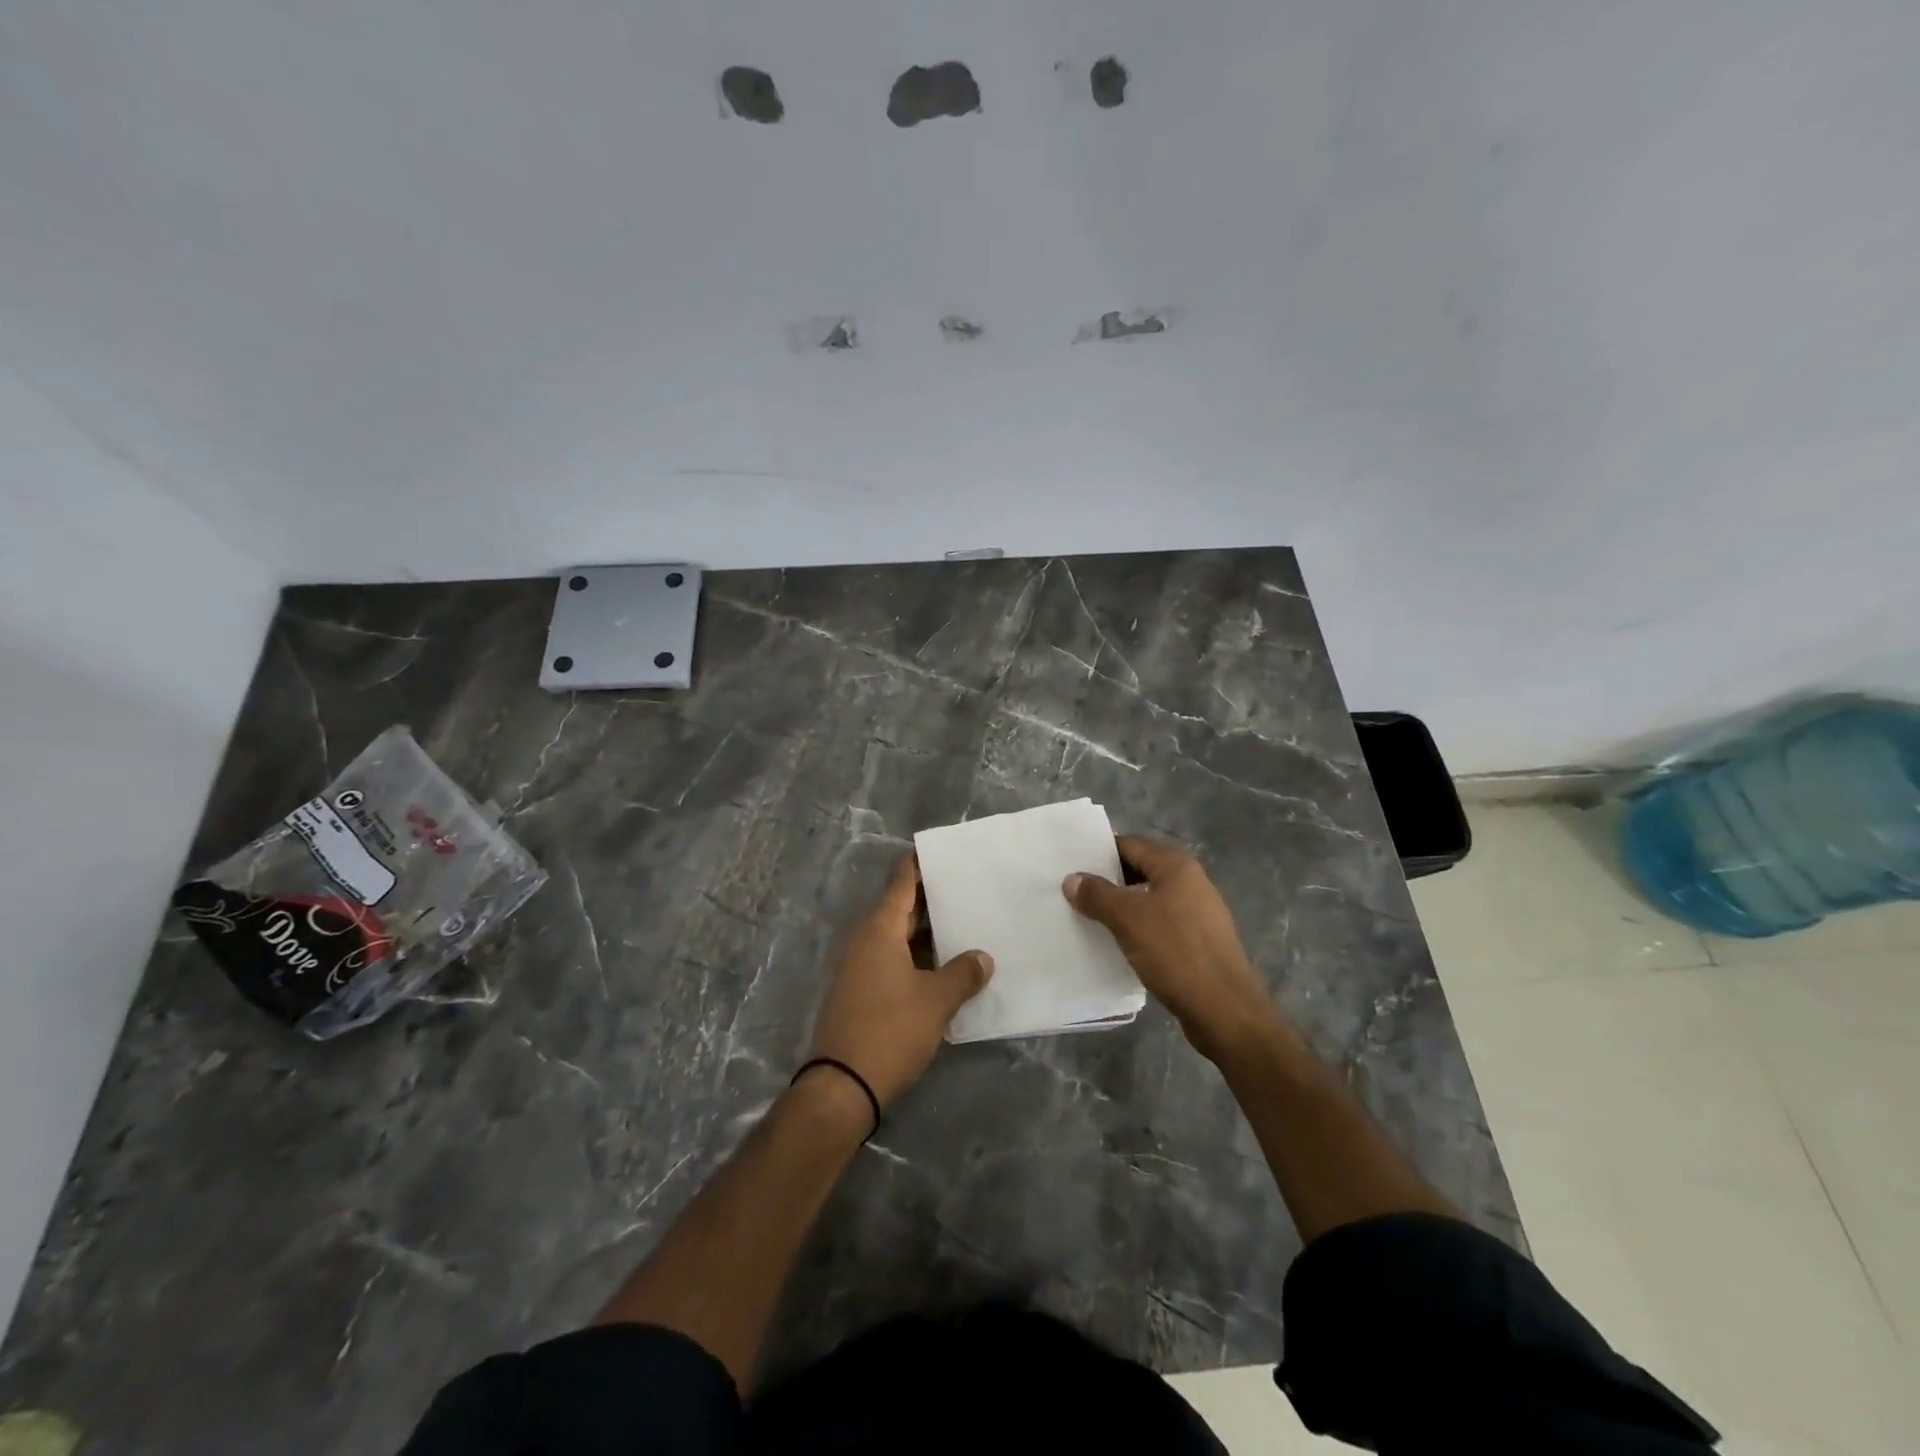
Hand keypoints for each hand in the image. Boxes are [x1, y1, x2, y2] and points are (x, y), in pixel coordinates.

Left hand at [807, 853, 993, 1106]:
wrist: (841, 1086)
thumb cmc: (890, 1030)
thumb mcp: (935, 1001)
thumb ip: (963, 974)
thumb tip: (983, 957)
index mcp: (879, 929)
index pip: (901, 881)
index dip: (919, 863)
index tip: (941, 849)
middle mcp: (864, 940)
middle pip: (899, 907)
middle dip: (930, 897)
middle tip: (966, 887)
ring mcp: (858, 966)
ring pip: (897, 936)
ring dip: (925, 931)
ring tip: (963, 923)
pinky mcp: (859, 991)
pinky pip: (891, 959)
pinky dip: (915, 955)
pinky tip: (943, 964)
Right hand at [1063, 835, 1279, 1062]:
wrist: (1225, 1010)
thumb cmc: (1176, 952)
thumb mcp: (1128, 919)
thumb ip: (1098, 895)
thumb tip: (1072, 879)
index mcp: (1176, 866)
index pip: (1130, 844)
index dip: (1099, 852)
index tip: (1070, 863)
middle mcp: (1190, 882)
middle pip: (1140, 870)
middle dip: (1107, 880)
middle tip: (1072, 891)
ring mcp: (1197, 913)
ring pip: (1149, 899)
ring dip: (1121, 906)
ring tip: (1087, 917)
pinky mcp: (1198, 942)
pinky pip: (1159, 924)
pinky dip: (1137, 928)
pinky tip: (1117, 943)